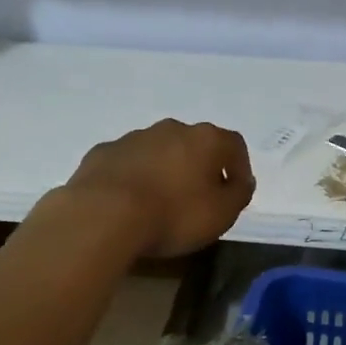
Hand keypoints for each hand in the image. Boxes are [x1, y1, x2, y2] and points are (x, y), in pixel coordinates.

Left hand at [65, 119, 255, 257]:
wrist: (103, 215)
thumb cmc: (173, 214)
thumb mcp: (221, 214)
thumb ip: (238, 194)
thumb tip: (242, 181)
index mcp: (205, 139)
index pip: (234, 145)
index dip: (239, 167)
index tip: (235, 191)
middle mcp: (171, 129)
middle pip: (194, 144)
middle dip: (200, 166)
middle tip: (198, 197)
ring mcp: (134, 138)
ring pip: (159, 150)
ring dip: (165, 169)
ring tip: (160, 202)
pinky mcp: (103, 152)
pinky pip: (127, 162)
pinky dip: (133, 177)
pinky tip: (128, 203)